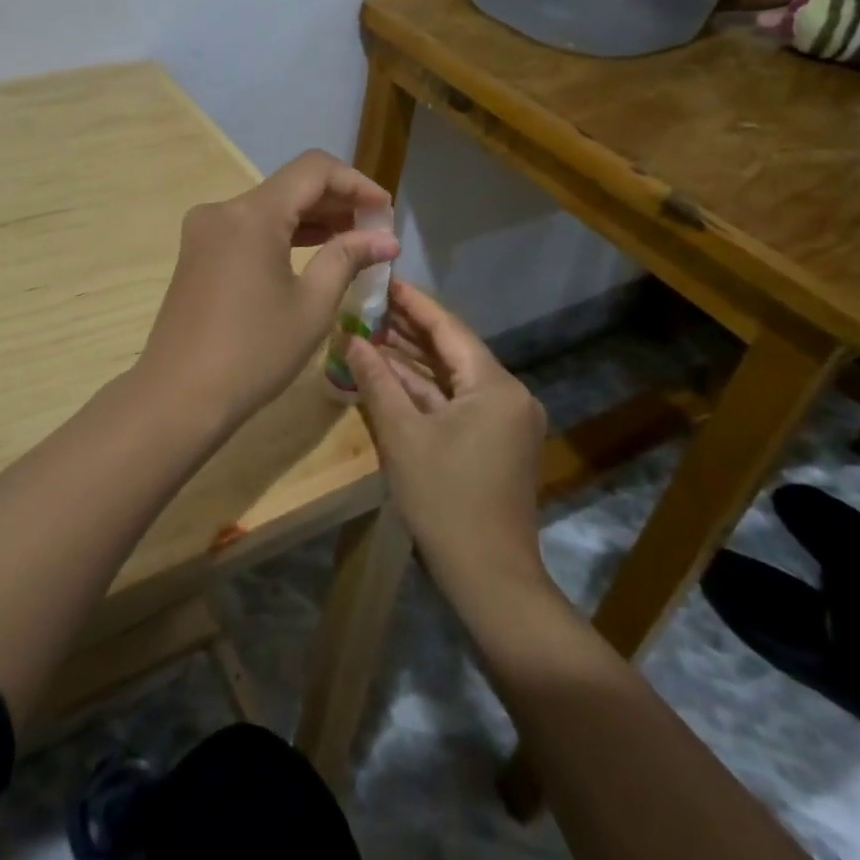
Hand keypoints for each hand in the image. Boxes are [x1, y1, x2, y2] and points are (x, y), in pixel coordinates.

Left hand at [138, 149, 399, 422]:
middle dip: (336, 201)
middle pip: (290, 186)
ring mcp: (205, 230)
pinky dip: (283, 234)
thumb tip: (386, 239)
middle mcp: (223, 209)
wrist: (179, 396)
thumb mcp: (311, 305)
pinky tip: (313, 253)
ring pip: (269, 207)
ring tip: (353, 241)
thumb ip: (347, 258)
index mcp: (252, 214)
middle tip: (375, 230)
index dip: (355, 182)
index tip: (385, 210)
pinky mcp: (198, 251)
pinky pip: (249, 228)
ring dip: (311, 218)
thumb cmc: (253, 352)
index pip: (313, 170)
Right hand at [347, 280, 547, 575]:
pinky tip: (389, 375)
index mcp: (494, 385)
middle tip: (367, 303)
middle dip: (409, 329)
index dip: (413, 302)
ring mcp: (503, 421)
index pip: (448, 328)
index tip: (383, 278)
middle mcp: (507, 395)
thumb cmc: (446, 501)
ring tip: (370, 332)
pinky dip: (424, 390)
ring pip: (452, 377)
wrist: (490, 581)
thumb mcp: (402, 436)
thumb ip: (377, 381)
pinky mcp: (494, 443)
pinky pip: (456, 401)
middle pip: (452, 349)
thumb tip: (352, 339)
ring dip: (413, 360)